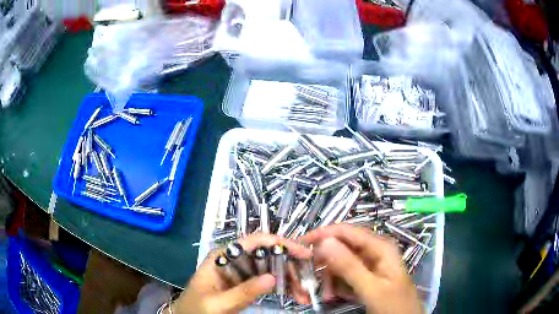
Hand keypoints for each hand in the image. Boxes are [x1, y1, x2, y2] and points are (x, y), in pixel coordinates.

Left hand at [169, 233, 311, 313]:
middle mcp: (233, 259)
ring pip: (270, 267)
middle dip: (288, 265)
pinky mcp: (245, 284)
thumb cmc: (196, 309)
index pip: (253, 242)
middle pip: (266, 254)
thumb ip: (242, 293)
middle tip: (307, 280)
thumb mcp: (217, 304)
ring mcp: (240, 272)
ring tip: (303, 292)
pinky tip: (293, 294)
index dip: (279, 243)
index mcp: (222, 256)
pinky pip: (267, 281)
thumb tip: (272, 278)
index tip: (302, 252)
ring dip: (288, 278)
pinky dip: (281, 287)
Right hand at [299, 224, 421, 313]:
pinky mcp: (366, 276)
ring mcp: (370, 264)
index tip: (300, 245)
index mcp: (380, 246)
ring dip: (330, 278)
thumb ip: (349, 266)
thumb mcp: (371, 288)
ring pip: (341, 263)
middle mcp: (374, 250)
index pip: (346, 231)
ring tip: (328, 295)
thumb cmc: (393, 304)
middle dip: (326, 263)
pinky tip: (335, 296)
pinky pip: (345, 275)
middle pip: (342, 247)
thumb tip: (324, 242)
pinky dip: (337, 285)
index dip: (323, 234)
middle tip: (311, 278)